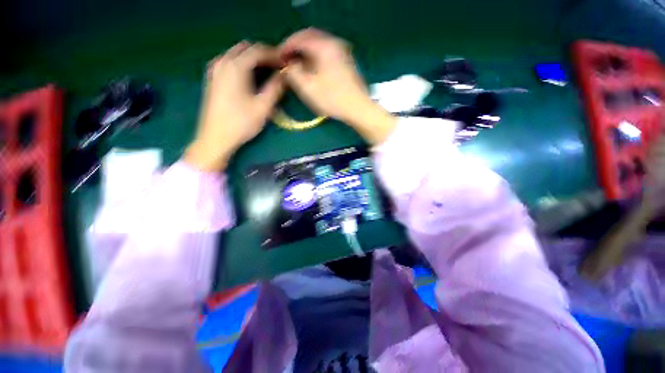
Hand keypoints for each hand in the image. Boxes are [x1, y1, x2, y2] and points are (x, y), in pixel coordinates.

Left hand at [186, 42, 283, 171]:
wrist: (216, 137)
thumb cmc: (241, 123)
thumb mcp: (263, 107)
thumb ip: (275, 88)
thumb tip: (285, 76)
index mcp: (235, 66)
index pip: (258, 51)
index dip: (274, 55)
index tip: (286, 63)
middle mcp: (222, 62)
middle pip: (246, 48)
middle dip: (263, 54)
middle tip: (277, 67)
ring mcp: (215, 69)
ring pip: (236, 54)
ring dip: (252, 59)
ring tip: (266, 72)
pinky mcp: (212, 78)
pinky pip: (229, 62)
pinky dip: (242, 64)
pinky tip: (249, 77)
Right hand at [280, 28, 395, 144]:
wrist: (358, 108)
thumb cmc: (333, 99)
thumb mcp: (308, 88)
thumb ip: (293, 73)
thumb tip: (288, 65)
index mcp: (324, 46)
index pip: (300, 38)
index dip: (286, 47)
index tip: (278, 58)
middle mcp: (335, 43)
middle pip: (310, 38)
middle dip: (296, 47)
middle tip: (287, 60)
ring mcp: (343, 52)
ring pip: (319, 46)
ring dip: (306, 52)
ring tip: (298, 65)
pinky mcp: (346, 62)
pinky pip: (327, 53)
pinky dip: (316, 57)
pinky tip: (312, 69)